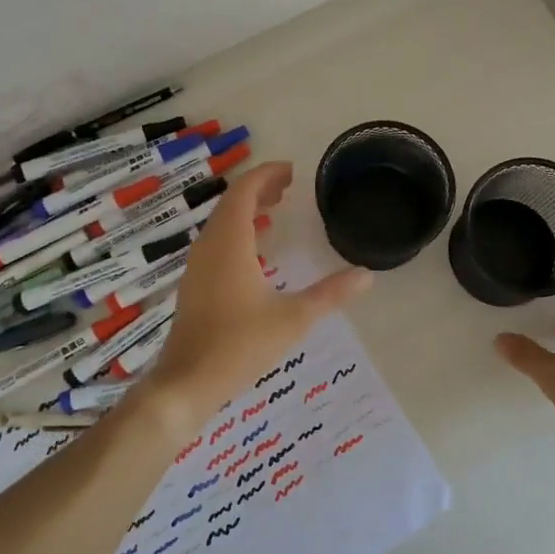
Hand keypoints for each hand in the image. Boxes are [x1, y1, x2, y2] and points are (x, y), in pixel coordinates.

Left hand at [137, 162, 371, 430]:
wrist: (187, 382)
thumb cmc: (240, 345)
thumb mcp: (294, 318)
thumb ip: (331, 294)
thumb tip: (367, 275)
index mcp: (230, 243)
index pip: (244, 192)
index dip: (266, 175)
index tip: (291, 171)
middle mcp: (209, 247)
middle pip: (231, 203)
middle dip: (259, 189)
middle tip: (288, 187)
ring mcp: (197, 266)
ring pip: (221, 223)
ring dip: (246, 210)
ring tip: (274, 210)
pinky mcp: (194, 285)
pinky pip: (216, 241)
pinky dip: (237, 231)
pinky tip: (255, 250)